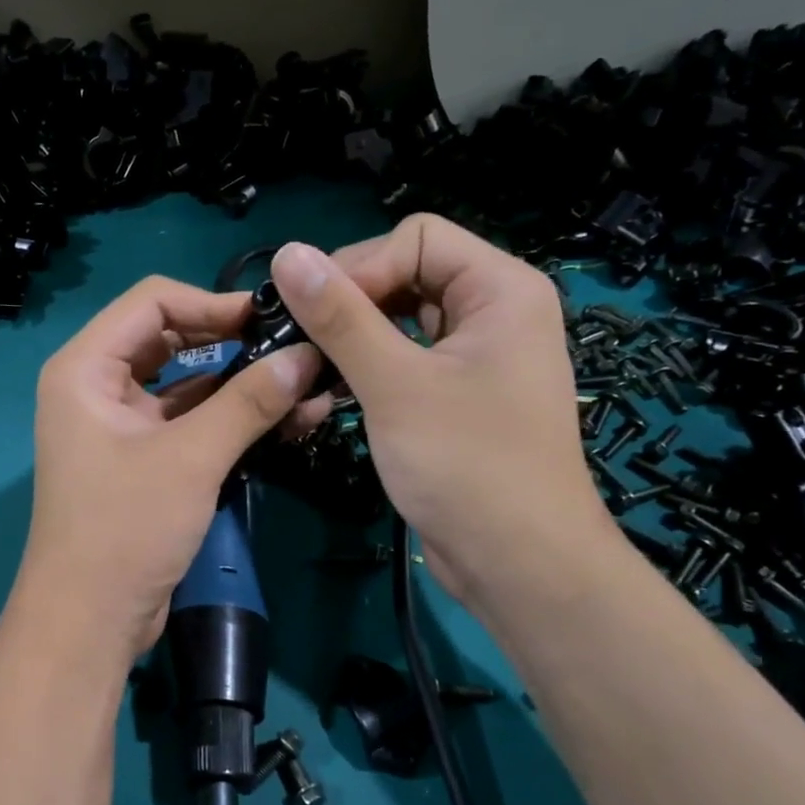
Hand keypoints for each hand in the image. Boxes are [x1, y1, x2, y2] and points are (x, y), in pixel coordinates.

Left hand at [19, 276, 327, 661]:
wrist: (89, 619)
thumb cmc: (125, 528)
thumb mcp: (191, 458)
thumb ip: (249, 402)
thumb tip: (307, 355)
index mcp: (85, 368)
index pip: (151, 301)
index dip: (212, 302)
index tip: (270, 319)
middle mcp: (96, 386)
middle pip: (169, 337)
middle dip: (229, 340)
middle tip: (289, 347)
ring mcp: (119, 424)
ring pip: (183, 383)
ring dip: (237, 383)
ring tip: (301, 384)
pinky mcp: (141, 458)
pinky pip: (187, 421)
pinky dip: (227, 418)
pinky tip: (281, 419)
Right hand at [270, 215, 621, 618]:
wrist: (518, 565)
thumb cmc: (467, 466)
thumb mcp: (395, 384)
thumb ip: (340, 316)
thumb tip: (286, 254)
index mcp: (499, 289)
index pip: (414, 238)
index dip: (360, 269)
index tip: (315, 317)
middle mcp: (491, 312)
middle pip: (403, 276)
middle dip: (347, 308)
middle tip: (301, 349)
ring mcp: (472, 356)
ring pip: (394, 323)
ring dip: (346, 345)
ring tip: (304, 378)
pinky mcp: (452, 396)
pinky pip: (399, 362)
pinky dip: (362, 374)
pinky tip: (323, 400)